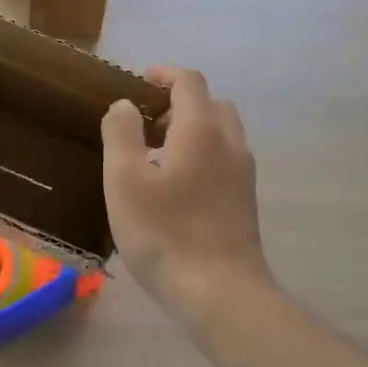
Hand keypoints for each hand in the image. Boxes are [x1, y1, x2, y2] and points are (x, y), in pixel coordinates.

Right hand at [101, 67, 271, 322]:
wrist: (219, 292)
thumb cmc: (164, 231)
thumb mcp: (124, 180)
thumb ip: (121, 134)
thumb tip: (125, 105)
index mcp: (200, 130)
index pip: (189, 82)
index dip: (163, 74)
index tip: (139, 83)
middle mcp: (229, 143)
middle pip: (211, 104)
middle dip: (180, 102)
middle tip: (147, 122)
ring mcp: (243, 174)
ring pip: (222, 133)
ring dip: (193, 130)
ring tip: (158, 155)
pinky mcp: (245, 201)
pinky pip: (225, 160)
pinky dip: (203, 155)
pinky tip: (177, 187)